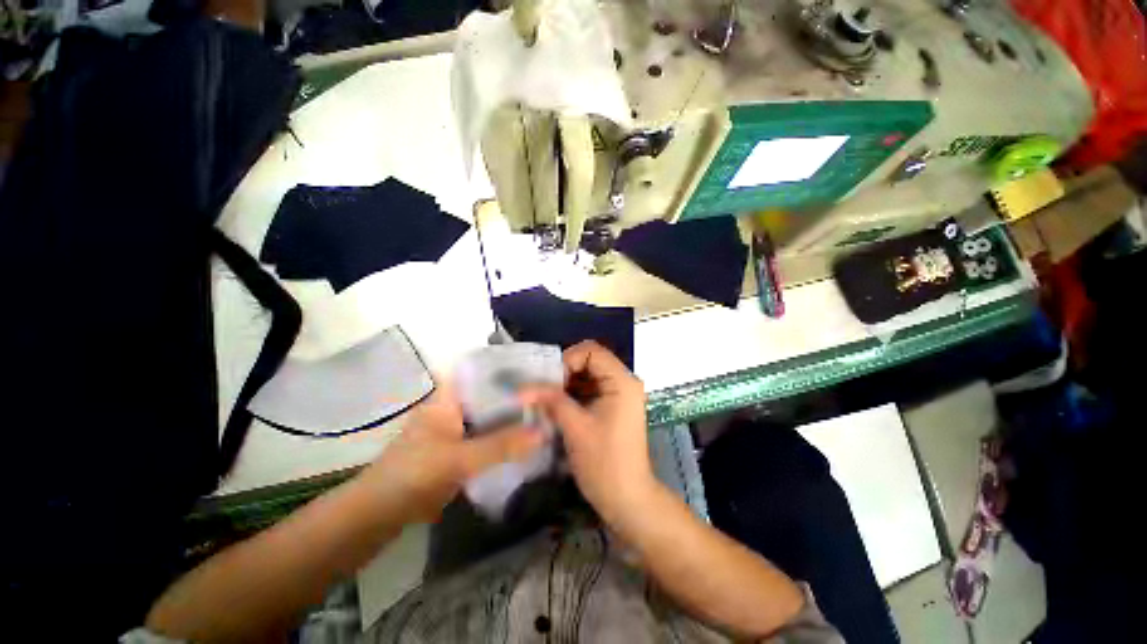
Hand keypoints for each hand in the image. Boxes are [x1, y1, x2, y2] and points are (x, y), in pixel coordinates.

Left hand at [359, 384, 542, 522]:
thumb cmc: (414, 474)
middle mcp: (454, 407)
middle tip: (547, 393)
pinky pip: (486, 437)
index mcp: (449, 397)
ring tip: (543, 412)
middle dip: (516, 394)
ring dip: (511, 417)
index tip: (535, 369)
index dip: (507, 367)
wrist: (381, 514)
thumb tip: (544, 432)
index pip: (481, 372)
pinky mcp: (458, 449)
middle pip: (489, 395)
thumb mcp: (460, 458)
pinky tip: (526, 438)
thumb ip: (501, 446)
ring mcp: (456, 429)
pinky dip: (503, 437)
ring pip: (489, 416)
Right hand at [521, 341, 654, 522]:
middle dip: (565, 373)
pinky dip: (573, 395)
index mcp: (622, 381)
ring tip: (548, 401)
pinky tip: (559, 409)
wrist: (628, 499)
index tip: (550, 382)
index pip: (591, 351)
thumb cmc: (604, 463)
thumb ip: (551, 400)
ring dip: (567, 385)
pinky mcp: (614, 407)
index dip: (567, 360)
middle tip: (545, 392)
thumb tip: (522, 387)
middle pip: (590, 361)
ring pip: (588, 375)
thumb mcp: (575, 428)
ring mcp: (620, 394)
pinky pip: (590, 389)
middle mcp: (624, 381)